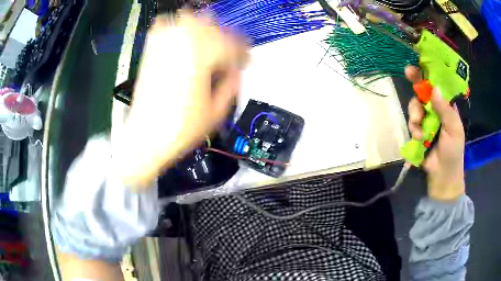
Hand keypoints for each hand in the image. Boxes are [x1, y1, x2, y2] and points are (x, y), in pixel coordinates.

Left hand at [113, 11, 248, 187]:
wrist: (146, 138)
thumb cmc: (179, 130)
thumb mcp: (217, 113)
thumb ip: (232, 85)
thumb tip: (236, 71)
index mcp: (203, 59)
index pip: (232, 44)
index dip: (243, 52)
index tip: (246, 60)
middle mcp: (183, 46)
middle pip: (213, 26)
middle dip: (226, 38)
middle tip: (230, 51)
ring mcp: (164, 47)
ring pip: (190, 19)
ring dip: (204, 26)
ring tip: (210, 39)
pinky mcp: (151, 53)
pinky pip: (162, 27)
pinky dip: (174, 26)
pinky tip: (180, 33)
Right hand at [405, 66, 465, 200]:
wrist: (442, 176)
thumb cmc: (453, 152)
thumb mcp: (453, 129)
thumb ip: (445, 109)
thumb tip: (433, 88)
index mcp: (446, 106)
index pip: (436, 85)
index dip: (427, 74)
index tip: (417, 64)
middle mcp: (435, 109)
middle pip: (422, 91)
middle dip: (416, 87)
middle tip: (408, 74)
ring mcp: (426, 120)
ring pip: (415, 106)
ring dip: (415, 115)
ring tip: (420, 131)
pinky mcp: (418, 131)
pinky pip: (412, 123)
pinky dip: (414, 129)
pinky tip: (419, 138)